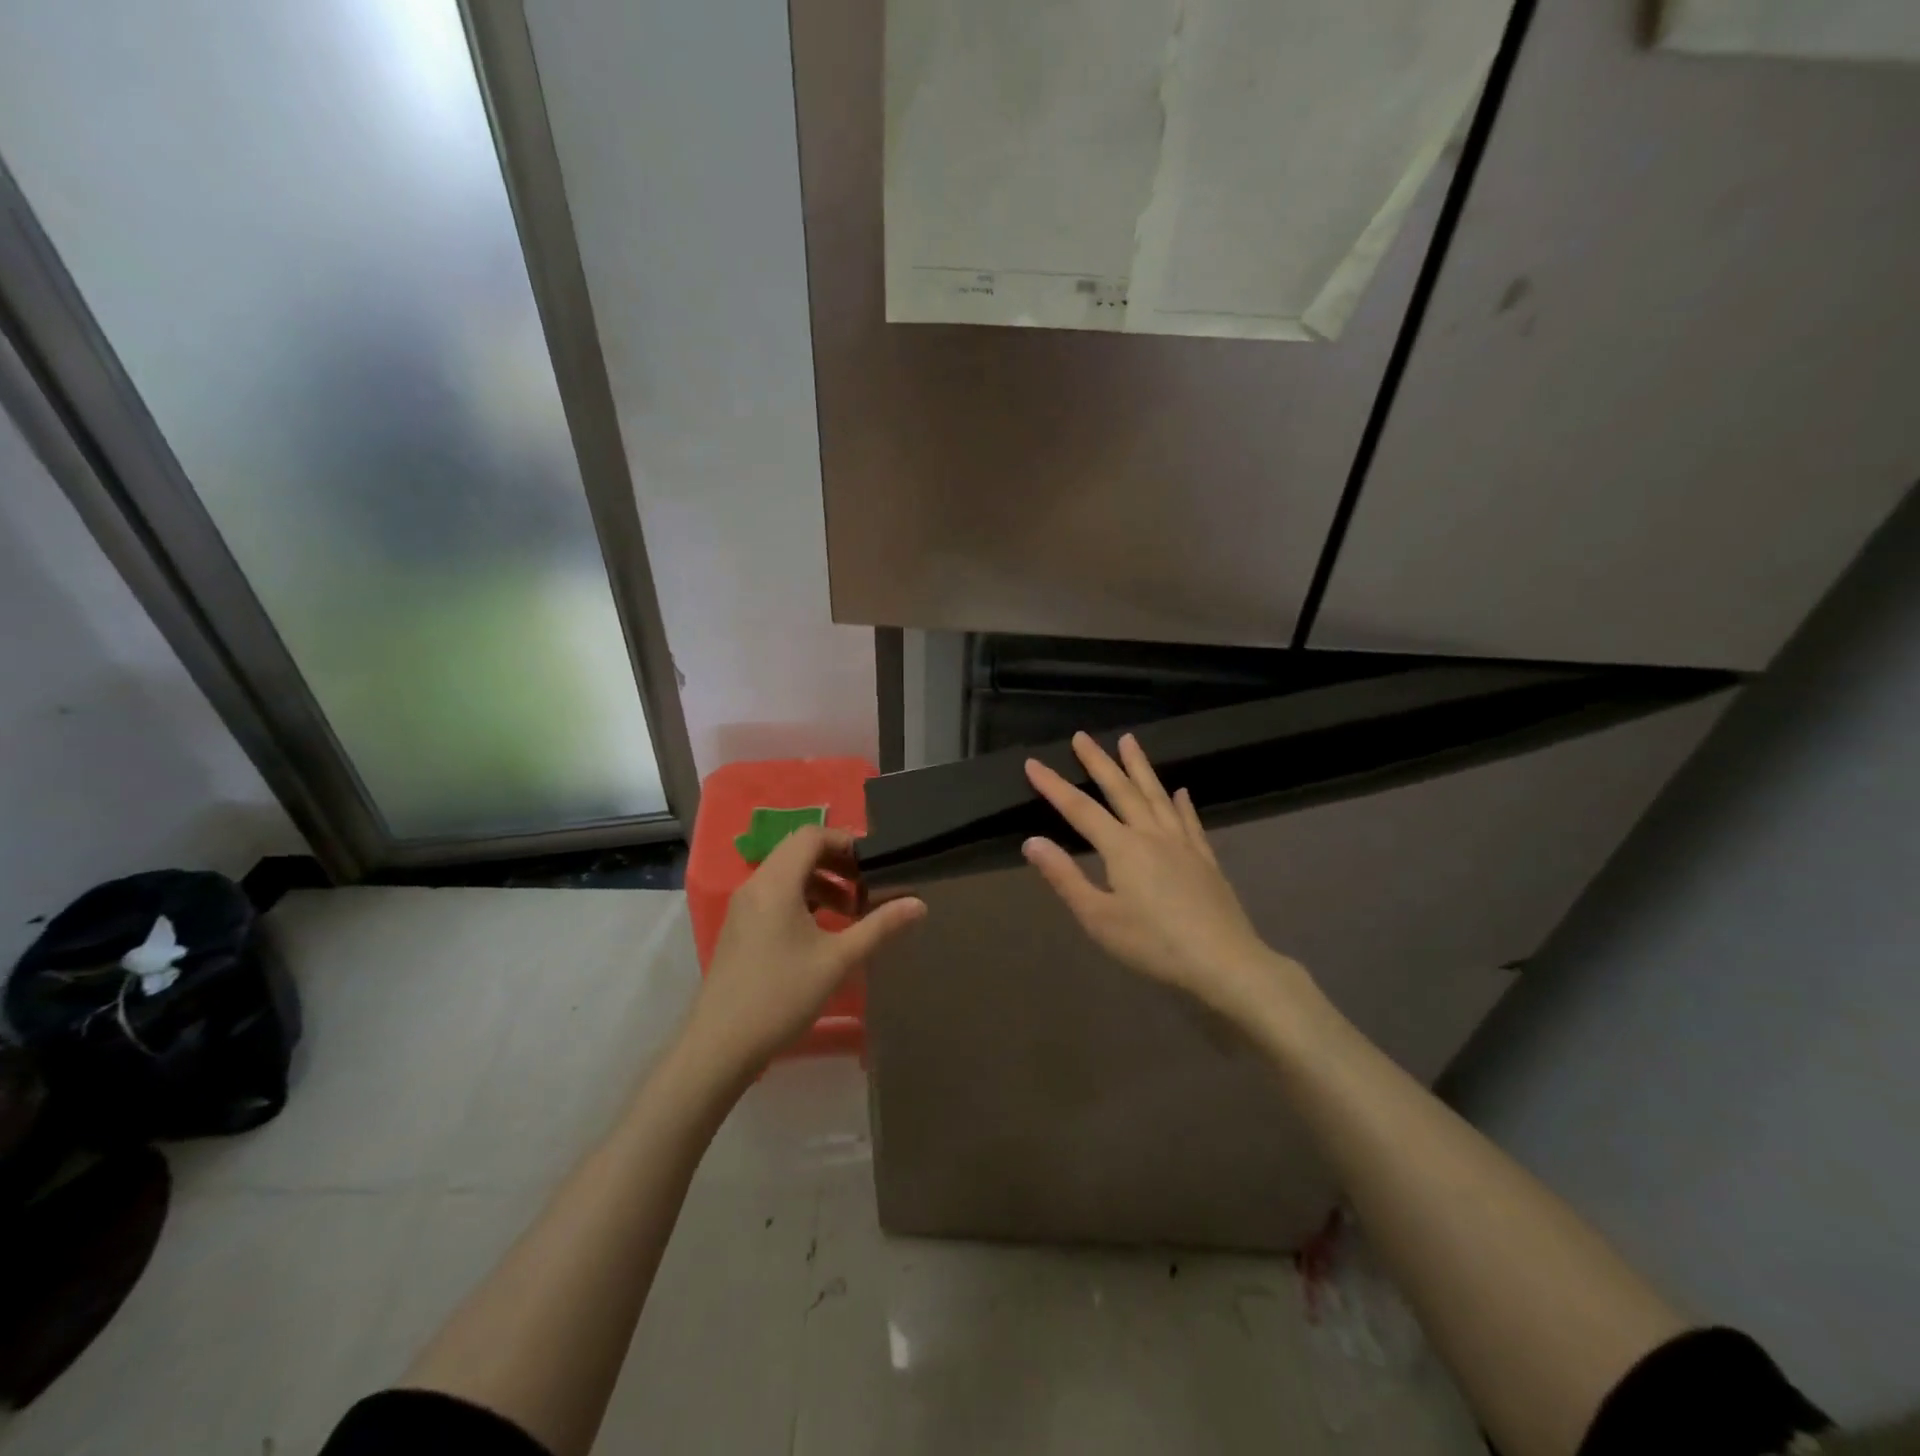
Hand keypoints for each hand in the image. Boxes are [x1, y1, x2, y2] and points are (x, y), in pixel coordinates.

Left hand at [681, 826, 925, 1080]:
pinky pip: (775, 896)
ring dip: (821, 883)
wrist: (720, 1044)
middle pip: (799, 851)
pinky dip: (802, 900)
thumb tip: (919, 904)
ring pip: (787, 875)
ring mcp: (743, 907)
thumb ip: (880, 926)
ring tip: (851, 912)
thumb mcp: (838, 960)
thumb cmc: (782, 995)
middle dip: (837, 863)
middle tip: (868, 887)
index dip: (846, 842)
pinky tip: (822, 932)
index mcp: (776, 883)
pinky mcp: (739, 928)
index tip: (874, 865)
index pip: (812, 835)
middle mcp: (755, 885)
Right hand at [1023, 732, 1309, 1027]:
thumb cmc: (1153, 944)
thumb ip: (1065, 877)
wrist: (1224, 962)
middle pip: (1121, 790)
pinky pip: (1190, 821)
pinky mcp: (1205, 859)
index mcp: (1122, 848)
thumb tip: (1032, 841)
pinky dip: (1183, 803)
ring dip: (1140, 767)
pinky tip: (1181, 792)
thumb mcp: (1098, 918)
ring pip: (1157, 796)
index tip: (1033, 763)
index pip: (1079, 809)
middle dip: (1099, 762)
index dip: (1054, 786)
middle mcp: (1152, 835)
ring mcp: (1183, 844)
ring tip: (1129, 742)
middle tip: (1083, 736)